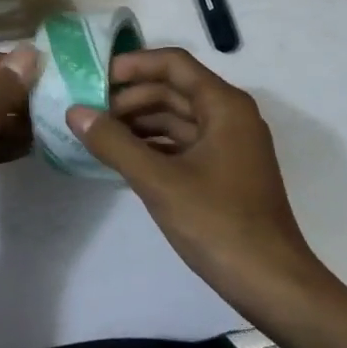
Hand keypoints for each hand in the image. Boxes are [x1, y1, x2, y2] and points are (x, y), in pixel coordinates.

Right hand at [68, 48, 326, 300]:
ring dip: (138, 123)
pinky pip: (181, 145)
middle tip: (88, 112)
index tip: (94, 79)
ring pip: (176, 119)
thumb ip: (114, 143)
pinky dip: (152, 146)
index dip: (133, 65)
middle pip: (173, 90)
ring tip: (97, 135)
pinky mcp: (223, 174)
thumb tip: (75, 112)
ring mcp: (228, 147)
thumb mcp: (158, 181)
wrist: (271, 283)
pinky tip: (122, 159)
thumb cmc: (218, 223)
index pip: (174, 64)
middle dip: (130, 97)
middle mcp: (230, 117)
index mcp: (224, 106)